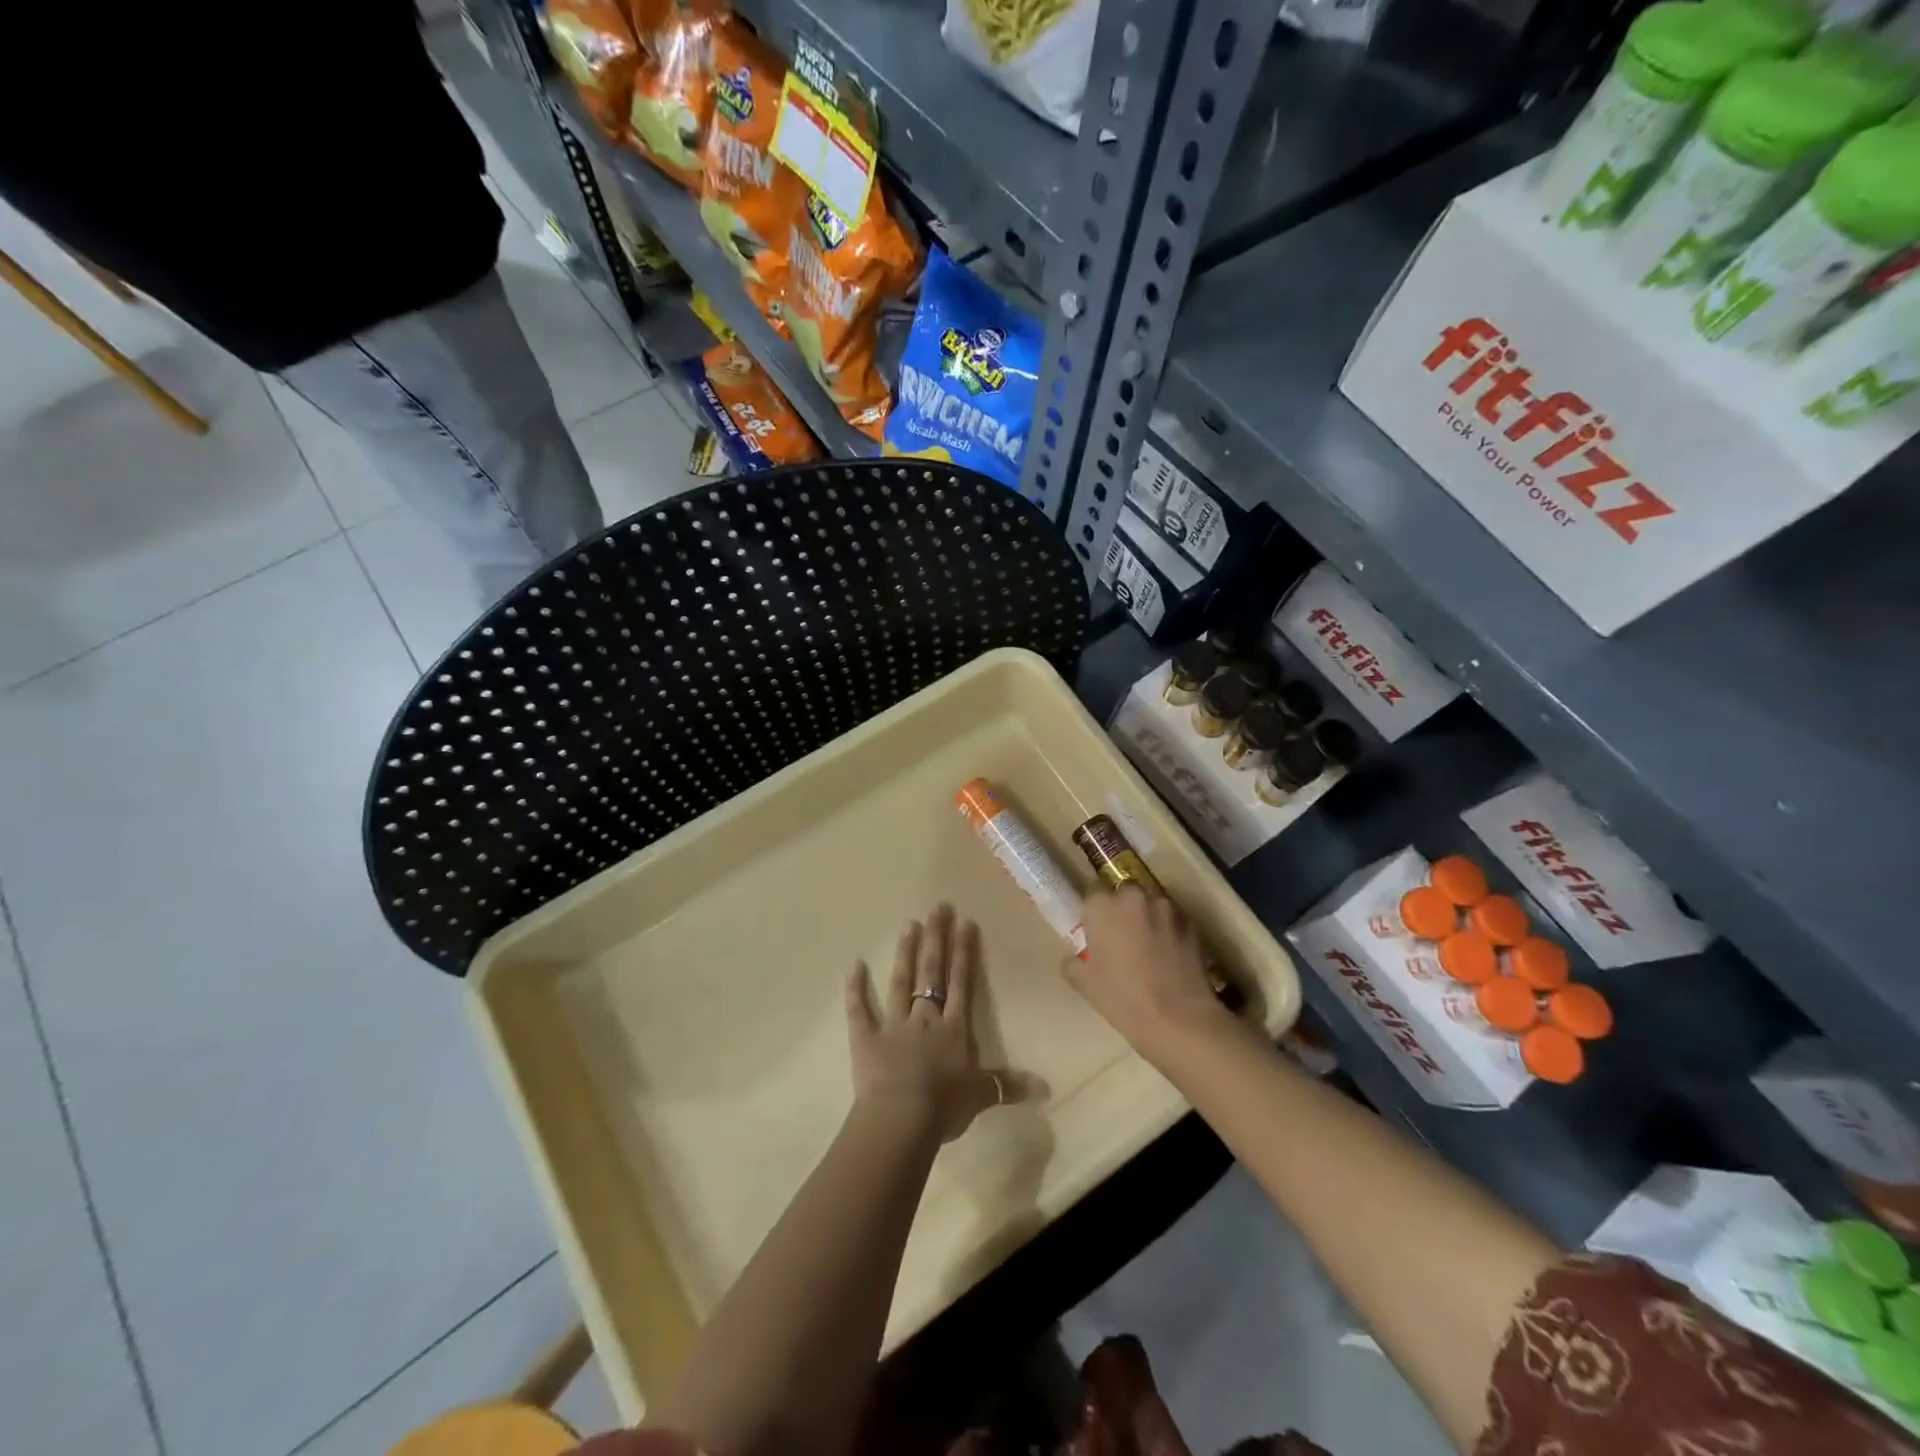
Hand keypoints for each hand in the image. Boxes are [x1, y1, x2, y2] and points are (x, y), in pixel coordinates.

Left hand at [846, 903, 1044, 1144]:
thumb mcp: (982, 1096)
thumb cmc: (944, 1107)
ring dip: (905, 953)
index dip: (963, 952)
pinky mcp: (865, 1038)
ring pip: (900, 982)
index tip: (965, 922)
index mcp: (953, 1029)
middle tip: (937, 907)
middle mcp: (924, 1018)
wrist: (901, 1120)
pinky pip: (859, 1010)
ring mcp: (893, 1025)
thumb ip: (1010, 1086)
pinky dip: (855, 989)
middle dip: (936, 938)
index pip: (960, 983)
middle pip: (932, 972)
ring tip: (908, 925)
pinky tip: (854, 965)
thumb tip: (1048, 1087)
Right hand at [1069, 885, 1234, 1059]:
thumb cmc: (1123, 999)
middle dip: (1122, 909)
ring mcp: (1166, 907)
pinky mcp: (1191, 922)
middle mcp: (1133, 896)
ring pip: (1151, 903)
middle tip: (1121, 939)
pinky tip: (1169, 955)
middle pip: (1124, 892)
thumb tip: (1080, 956)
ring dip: (1147, 917)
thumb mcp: (1084, 983)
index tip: (1096, 931)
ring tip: (1149, 947)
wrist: (1179, 1019)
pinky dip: (1168, 929)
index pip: (1093, 892)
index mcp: (1102, 906)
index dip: (1095, 912)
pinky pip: (1172, 918)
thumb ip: (1075, 961)